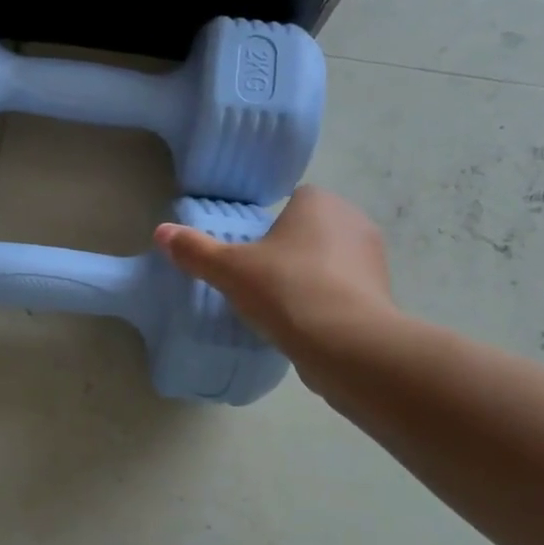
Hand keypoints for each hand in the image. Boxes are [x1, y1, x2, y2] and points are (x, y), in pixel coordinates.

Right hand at [154, 186, 399, 378]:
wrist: (347, 344)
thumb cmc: (286, 290)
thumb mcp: (229, 270)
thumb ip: (195, 250)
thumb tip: (161, 232)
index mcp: (321, 203)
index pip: (295, 200)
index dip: (272, 224)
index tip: (252, 252)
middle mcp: (354, 222)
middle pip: (313, 230)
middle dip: (291, 250)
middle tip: (260, 279)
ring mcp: (374, 260)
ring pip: (331, 261)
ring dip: (310, 277)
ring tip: (281, 306)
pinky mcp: (382, 297)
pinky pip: (345, 292)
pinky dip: (327, 304)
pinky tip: (304, 326)